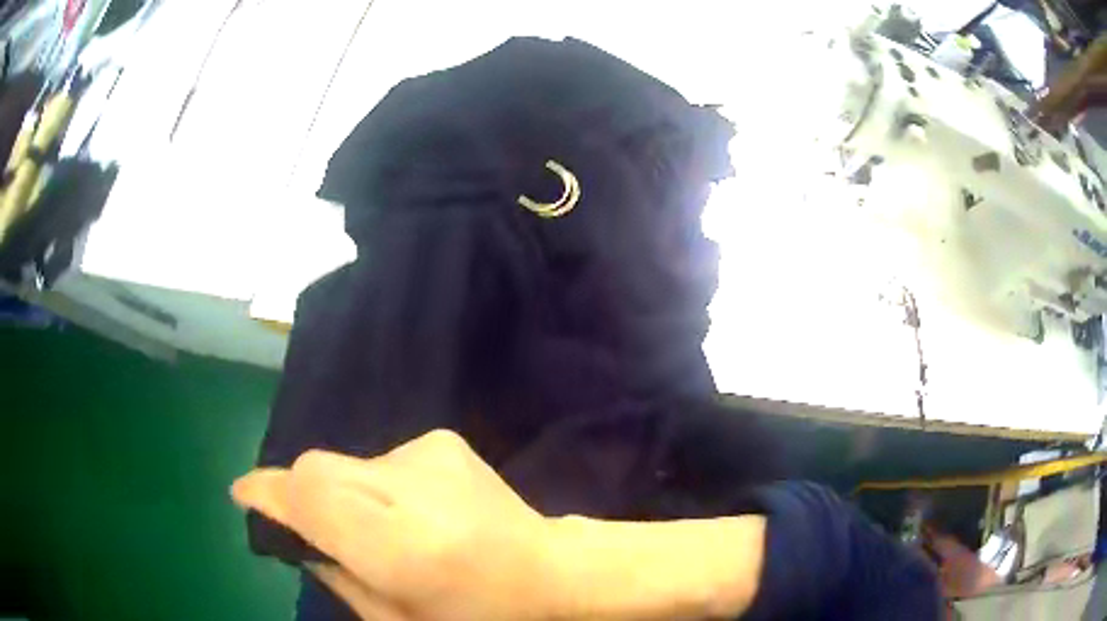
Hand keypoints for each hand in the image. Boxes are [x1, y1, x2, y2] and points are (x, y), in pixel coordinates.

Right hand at [232, 430, 556, 620]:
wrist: (548, 569)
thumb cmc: (476, 614)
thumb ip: (339, 579)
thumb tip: (302, 542)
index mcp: (398, 544)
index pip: (309, 497)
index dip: (269, 492)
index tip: (244, 495)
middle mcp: (408, 486)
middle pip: (319, 468)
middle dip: (300, 493)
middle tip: (312, 527)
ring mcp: (429, 455)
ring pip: (349, 465)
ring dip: (345, 495)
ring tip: (382, 530)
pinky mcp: (444, 442)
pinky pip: (383, 463)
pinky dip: (379, 488)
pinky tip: (414, 514)